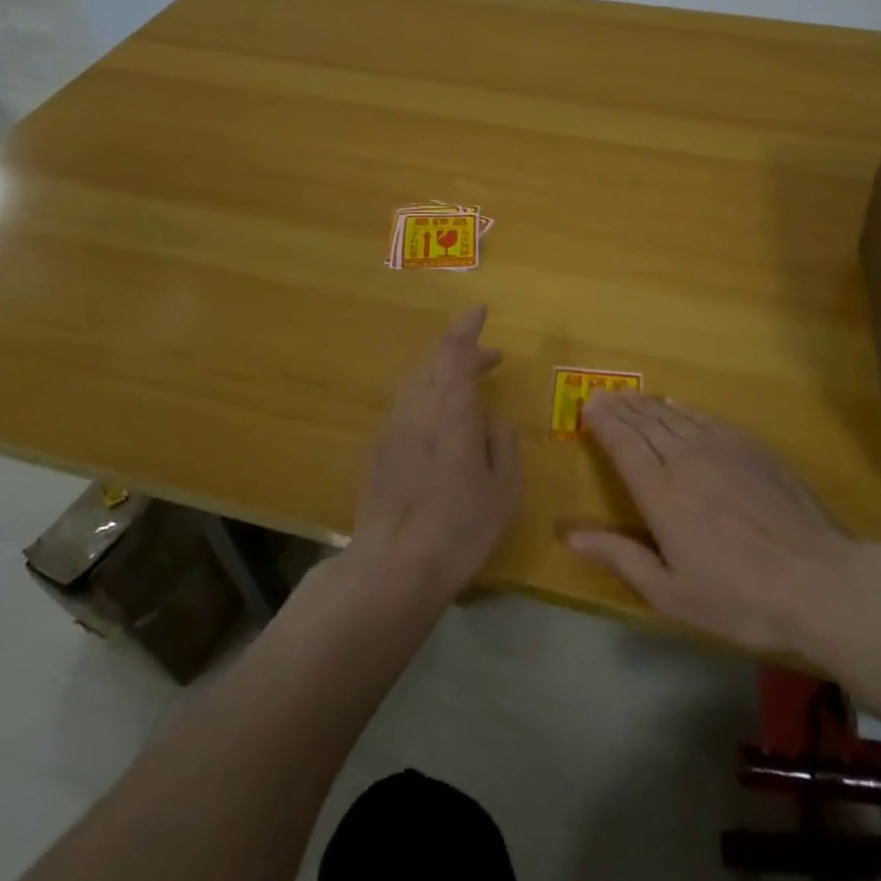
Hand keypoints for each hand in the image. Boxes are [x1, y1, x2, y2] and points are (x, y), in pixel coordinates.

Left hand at [346, 306, 521, 605]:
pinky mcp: (377, 453)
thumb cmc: (459, 529)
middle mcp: (415, 411)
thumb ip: (502, 445)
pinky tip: (441, 430)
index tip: (480, 311)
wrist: (392, 568)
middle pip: (432, 363)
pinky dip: (427, 402)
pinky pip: (405, 411)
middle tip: (490, 360)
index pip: (453, 353)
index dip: (466, 328)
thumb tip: (493, 422)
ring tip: (468, 393)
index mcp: (450, 413)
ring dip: (442, 377)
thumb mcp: (504, 490)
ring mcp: (391, 431)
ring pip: (415, 385)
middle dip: (460, 353)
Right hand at [567, 393, 859, 655]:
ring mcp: (723, 448)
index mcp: (661, 493)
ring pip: (675, 415)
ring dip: (648, 404)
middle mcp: (686, 460)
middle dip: (620, 407)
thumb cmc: (739, 597)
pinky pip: (707, 417)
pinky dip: (684, 409)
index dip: (603, 422)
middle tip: (602, 395)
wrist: (820, 581)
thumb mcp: (671, 593)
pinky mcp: (752, 448)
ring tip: (631, 397)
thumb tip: (569, 534)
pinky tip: (677, 406)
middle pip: (646, 422)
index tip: (587, 406)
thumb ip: (620, 557)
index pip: (624, 444)